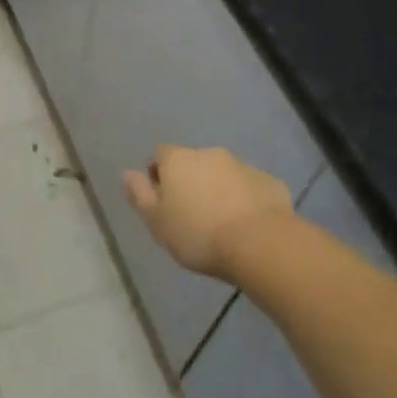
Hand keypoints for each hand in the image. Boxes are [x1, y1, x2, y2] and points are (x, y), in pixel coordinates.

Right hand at [124, 145, 293, 279]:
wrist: (260, 244)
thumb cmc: (198, 234)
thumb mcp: (156, 221)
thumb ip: (139, 195)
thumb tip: (127, 173)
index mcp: (178, 159)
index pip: (160, 155)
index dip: (158, 175)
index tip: (162, 202)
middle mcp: (209, 153)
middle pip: (193, 163)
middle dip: (191, 182)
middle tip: (191, 214)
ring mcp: (243, 165)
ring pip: (223, 174)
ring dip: (219, 189)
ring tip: (221, 222)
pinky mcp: (270, 182)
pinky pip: (251, 187)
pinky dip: (246, 199)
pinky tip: (248, 225)